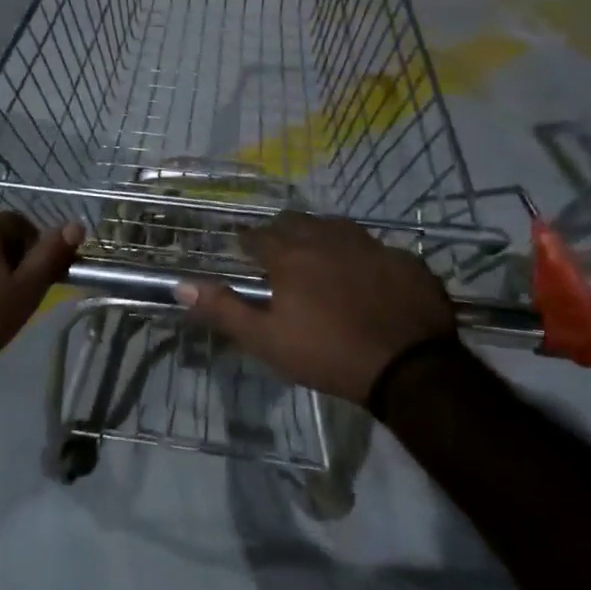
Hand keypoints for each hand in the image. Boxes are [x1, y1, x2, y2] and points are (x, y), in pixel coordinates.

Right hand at [177, 212, 455, 404]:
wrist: (410, 367)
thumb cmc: (328, 354)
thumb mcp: (267, 340)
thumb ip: (224, 310)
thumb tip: (181, 285)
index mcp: (291, 255)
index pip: (258, 236)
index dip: (248, 243)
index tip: (244, 253)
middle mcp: (327, 238)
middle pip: (296, 222)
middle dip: (283, 233)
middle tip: (281, 256)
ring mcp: (370, 245)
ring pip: (337, 227)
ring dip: (323, 237)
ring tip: (322, 260)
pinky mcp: (405, 260)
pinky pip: (377, 249)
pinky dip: (365, 258)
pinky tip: (368, 278)